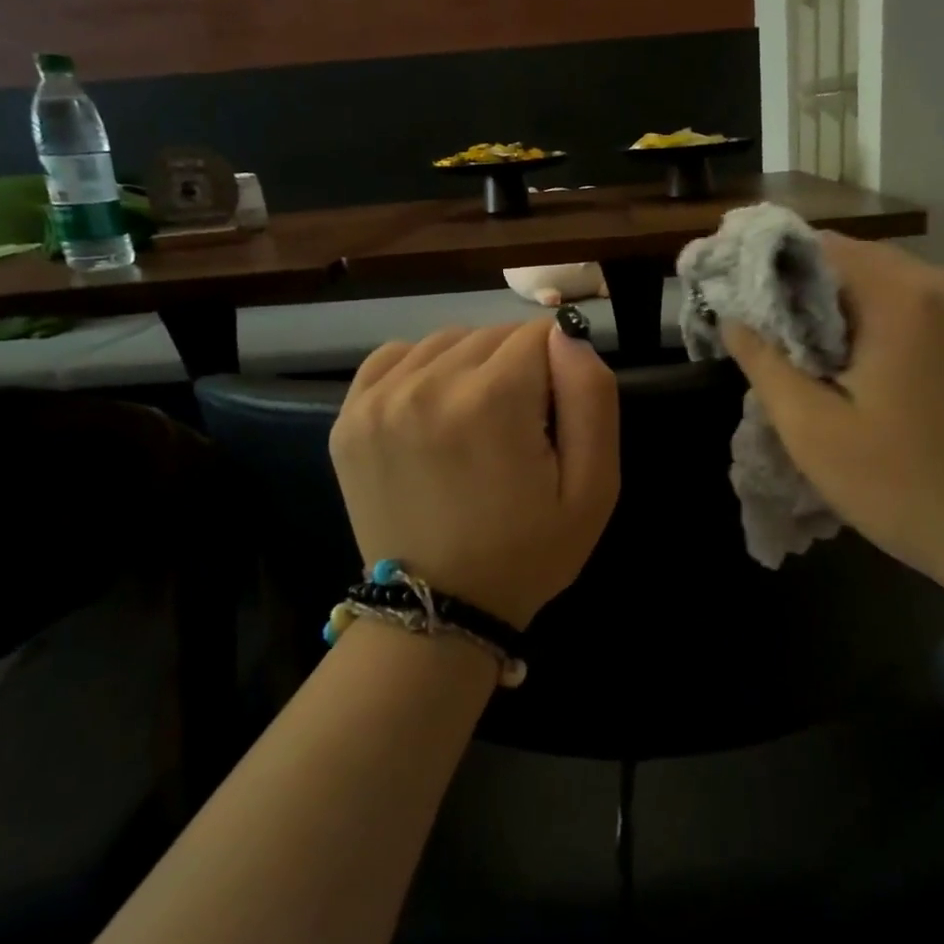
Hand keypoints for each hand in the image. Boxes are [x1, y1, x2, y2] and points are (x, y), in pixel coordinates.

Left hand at [331, 318, 619, 627]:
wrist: (438, 609)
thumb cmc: (529, 552)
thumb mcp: (594, 487)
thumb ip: (592, 396)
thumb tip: (568, 333)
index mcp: (491, 402)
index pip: (540, 334)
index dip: (559, 369)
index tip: (553, 416)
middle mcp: (427, 386)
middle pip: (493, 334)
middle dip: (518, 367)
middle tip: (520, 427)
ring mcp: (378, 399)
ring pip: (447, 340)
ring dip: (473, 366)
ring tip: (478, 421)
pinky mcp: (349, 416)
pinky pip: (396, 356)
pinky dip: (423, 369)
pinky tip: (435, 408)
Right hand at [722, 234, 943, 602]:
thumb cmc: (907, 488)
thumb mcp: (815, 434)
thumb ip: (766, 366)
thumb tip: (733, 319)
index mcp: (905, 297)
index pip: (826, 248)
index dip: (781, 273)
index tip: (757, 313)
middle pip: (866, 265)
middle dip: (821, 299)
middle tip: (791, 351)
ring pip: (902, 288)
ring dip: (862, 315)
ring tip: (836, 369)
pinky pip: (938, 312)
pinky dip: (903, 328)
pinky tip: (892, 379)